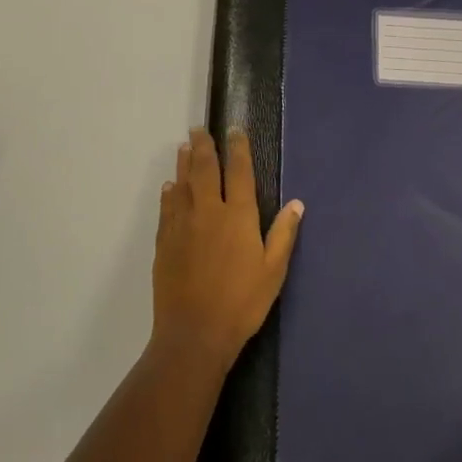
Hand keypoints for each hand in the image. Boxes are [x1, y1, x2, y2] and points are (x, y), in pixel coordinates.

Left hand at [152, 127, 303, 366]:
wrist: (194, 333)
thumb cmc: (242, 302)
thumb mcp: (273, 271)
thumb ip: (284, 234)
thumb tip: (297, 203)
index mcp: (238, 216)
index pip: (239, 172)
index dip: (237, 148)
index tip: (234, 129)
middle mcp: (208, 212)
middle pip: (204, 169)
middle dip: (204, 146)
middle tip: (199, 129)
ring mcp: (182, 225)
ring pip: (182, 184)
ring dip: (184, 163)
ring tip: (185, 147)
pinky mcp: (165, 242)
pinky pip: (167, 207)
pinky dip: (170, 192)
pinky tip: (170, 186)